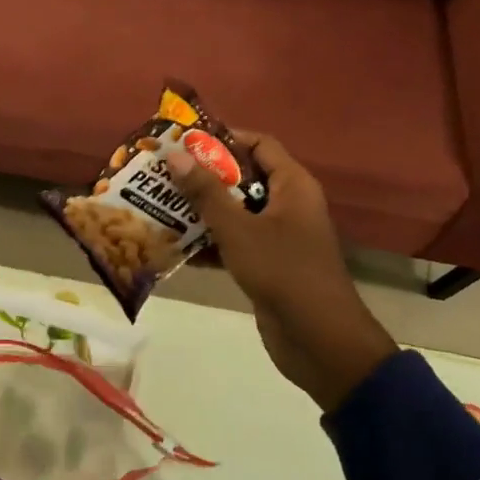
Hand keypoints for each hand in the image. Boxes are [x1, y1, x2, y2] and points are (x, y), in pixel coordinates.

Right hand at [166, 131, 395, 410]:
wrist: (319, 341)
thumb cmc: (283, 272)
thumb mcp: (239, 229)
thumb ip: (207, 193)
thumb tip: (176, 156)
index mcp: (292, 186)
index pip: (259, 144)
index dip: (224, 138)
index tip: (185, 142)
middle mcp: (288, 205)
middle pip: (244, 177)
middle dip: (204, 176)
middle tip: (163, 174)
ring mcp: (278, 237)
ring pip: (236, 212)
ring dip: (201, 210)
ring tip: (160, 205)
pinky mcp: (267, 265)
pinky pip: (234, 242)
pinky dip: (209, 242)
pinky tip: (173, 245)